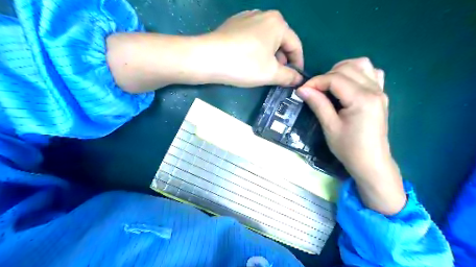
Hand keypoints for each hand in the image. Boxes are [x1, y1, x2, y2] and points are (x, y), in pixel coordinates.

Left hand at [209, 9, 304, 86]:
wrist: (207, 58)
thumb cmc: (244, 64)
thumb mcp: (271, 73)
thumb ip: (289, 76)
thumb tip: (298, 79)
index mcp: (278, 23)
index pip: (295, 45)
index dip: (298, 64)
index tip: (295, 78)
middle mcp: (264, 15)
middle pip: (281, 41)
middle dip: (282, 60)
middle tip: (279, 76)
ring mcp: (247, 17)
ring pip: (266, 40)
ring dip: (269, 56)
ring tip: (264, 70)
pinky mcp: (234, 24)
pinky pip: (252, 38)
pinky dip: (256, 50)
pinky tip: (249, 61)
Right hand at [296, 58, 404, 214]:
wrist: (371, 163)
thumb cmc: (349, 148)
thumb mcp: (330, 127)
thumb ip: (318, 104)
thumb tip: (301, 89)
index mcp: (361, 99)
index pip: (335, 79)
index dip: (315, 82)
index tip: (302, 90)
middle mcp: (374, 90)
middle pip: (347, 68)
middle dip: (326, 75)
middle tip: (315, 90)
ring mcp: (380, 91)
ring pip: (362, 64)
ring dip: (342, 70)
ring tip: (330, 84)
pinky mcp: (381, 95)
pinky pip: (372, 73)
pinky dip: (358, 73)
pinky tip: (349, 85)